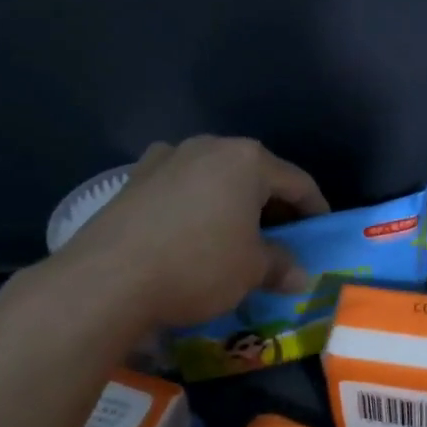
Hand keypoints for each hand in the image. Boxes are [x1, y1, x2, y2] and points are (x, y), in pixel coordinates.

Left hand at [61, 136, 329, 328]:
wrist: (106, 280)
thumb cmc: (198, 266)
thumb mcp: (251, 271)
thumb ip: (281, 265)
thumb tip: (299, 275)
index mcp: (248, 160)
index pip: (297, 182)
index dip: (315, 208)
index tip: (321, 230)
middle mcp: (209, 147)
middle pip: (255, 173)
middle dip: (272, 204)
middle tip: (282, 236)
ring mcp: (167, 158)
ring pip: (215, 177)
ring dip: (232, 202)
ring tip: (235, 233)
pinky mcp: (134, 178)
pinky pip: (181, 187)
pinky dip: (196, 205)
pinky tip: (191, 232)